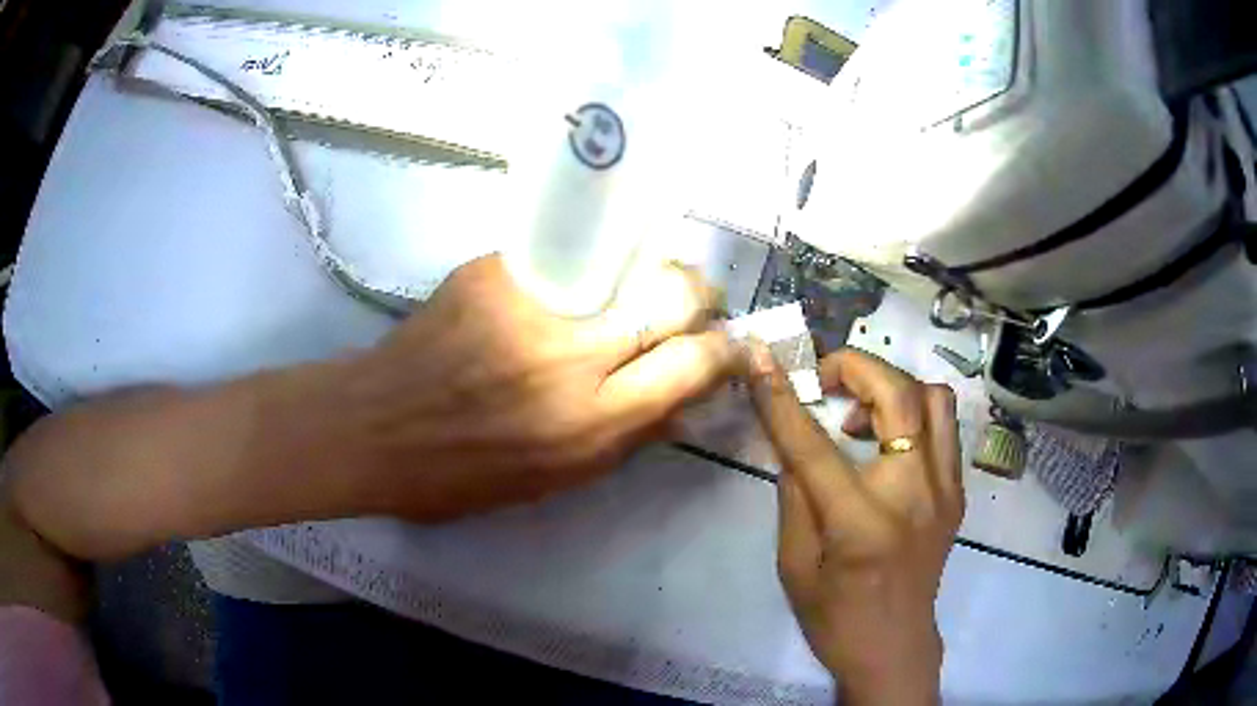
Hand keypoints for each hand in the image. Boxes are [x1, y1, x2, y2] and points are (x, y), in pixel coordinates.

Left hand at [341, 254, 737, 520]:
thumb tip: (684, 403)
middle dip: (698, 294)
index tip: (729, 344)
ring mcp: (530, 306)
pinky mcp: (493, 273)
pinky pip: (561, 257)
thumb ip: (625, 440)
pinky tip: (567, 282)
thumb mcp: (554, 482)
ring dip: (647, 271)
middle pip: (671, 296)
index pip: (691, 365)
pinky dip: (580, 267)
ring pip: (626, 262)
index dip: (724, 350)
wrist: (375, 428)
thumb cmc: (462, 475)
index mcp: (590, 423)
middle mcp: (571, 357)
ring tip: (634, 285)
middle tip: (690, 302)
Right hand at [745, 346, 962, 703]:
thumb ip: (795, 492)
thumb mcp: (793, 562)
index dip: (783, 397)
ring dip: (891, 388)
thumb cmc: (835, 616)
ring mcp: (946, 489)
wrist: (894, 647)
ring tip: (859, 415)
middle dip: (854, 367)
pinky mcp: (957, 491)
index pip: (815, 444)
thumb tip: (795, 437)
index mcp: (861, 522)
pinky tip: (886, 442)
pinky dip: (912, 413)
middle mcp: (915, 494)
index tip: (761, 359)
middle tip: (824, 381)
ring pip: (934, 397)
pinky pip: (943, 426)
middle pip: (898, 394)